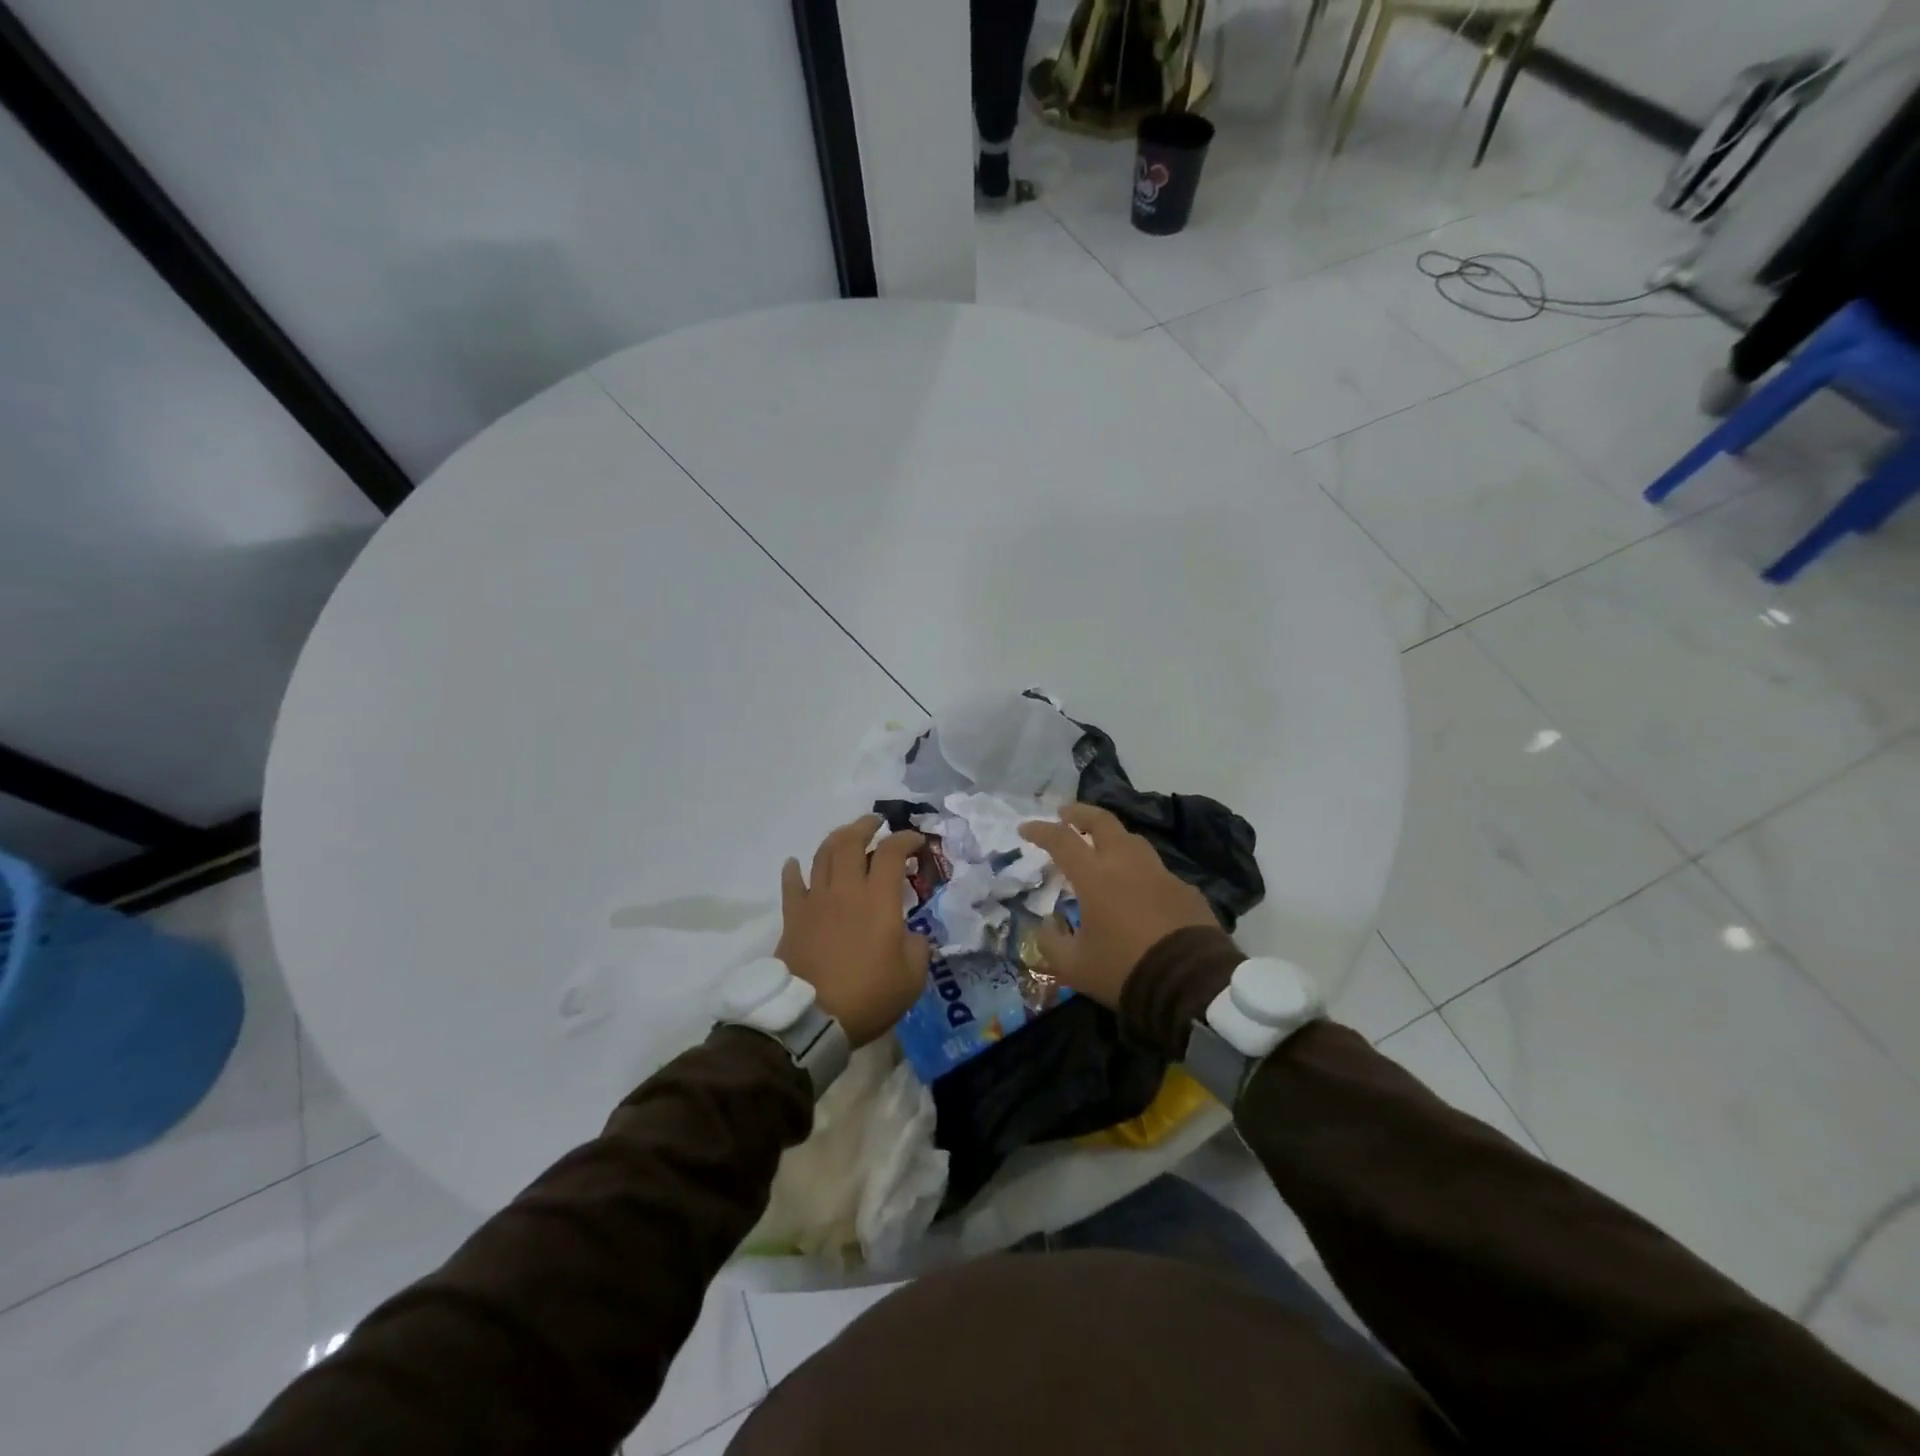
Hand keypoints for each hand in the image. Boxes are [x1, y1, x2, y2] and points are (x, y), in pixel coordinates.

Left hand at [777, 814, 930, 1046]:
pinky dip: (793, 869)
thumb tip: (909, 935)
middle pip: (850, 842)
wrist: (811, 1018)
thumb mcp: (912, 976)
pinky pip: (791, 884)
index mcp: (878, 899)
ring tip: (845, 836)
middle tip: (876, 822)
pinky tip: (795, 863)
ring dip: (836, 839)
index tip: (917, 841)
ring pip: (822, 855)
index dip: (906, 839)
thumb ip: (917, 947)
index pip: (891, 852)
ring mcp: (815, 901)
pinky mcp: (793, 917)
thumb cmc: (868, 995)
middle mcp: (845, 890)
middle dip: (865, 825)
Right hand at [1018, 803, 1218, 1008]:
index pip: (1061, 840)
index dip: (1040, 831)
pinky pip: (1156, 870)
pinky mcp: (1185, 889)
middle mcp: (1126, 863)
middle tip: (1065, 815)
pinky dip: (1139, 871)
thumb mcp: (1074, 967)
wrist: (1191, 984)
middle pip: (1102, 821)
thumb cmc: (1124, 969)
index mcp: (1095, 876)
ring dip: (1112, 837)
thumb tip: (1045, 927)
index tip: (1025, 828)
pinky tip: (1138, 889)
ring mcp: (1160, 873)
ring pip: (1132, 840)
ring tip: (1101, 847)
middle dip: (1080, 813)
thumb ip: (1051, 943)